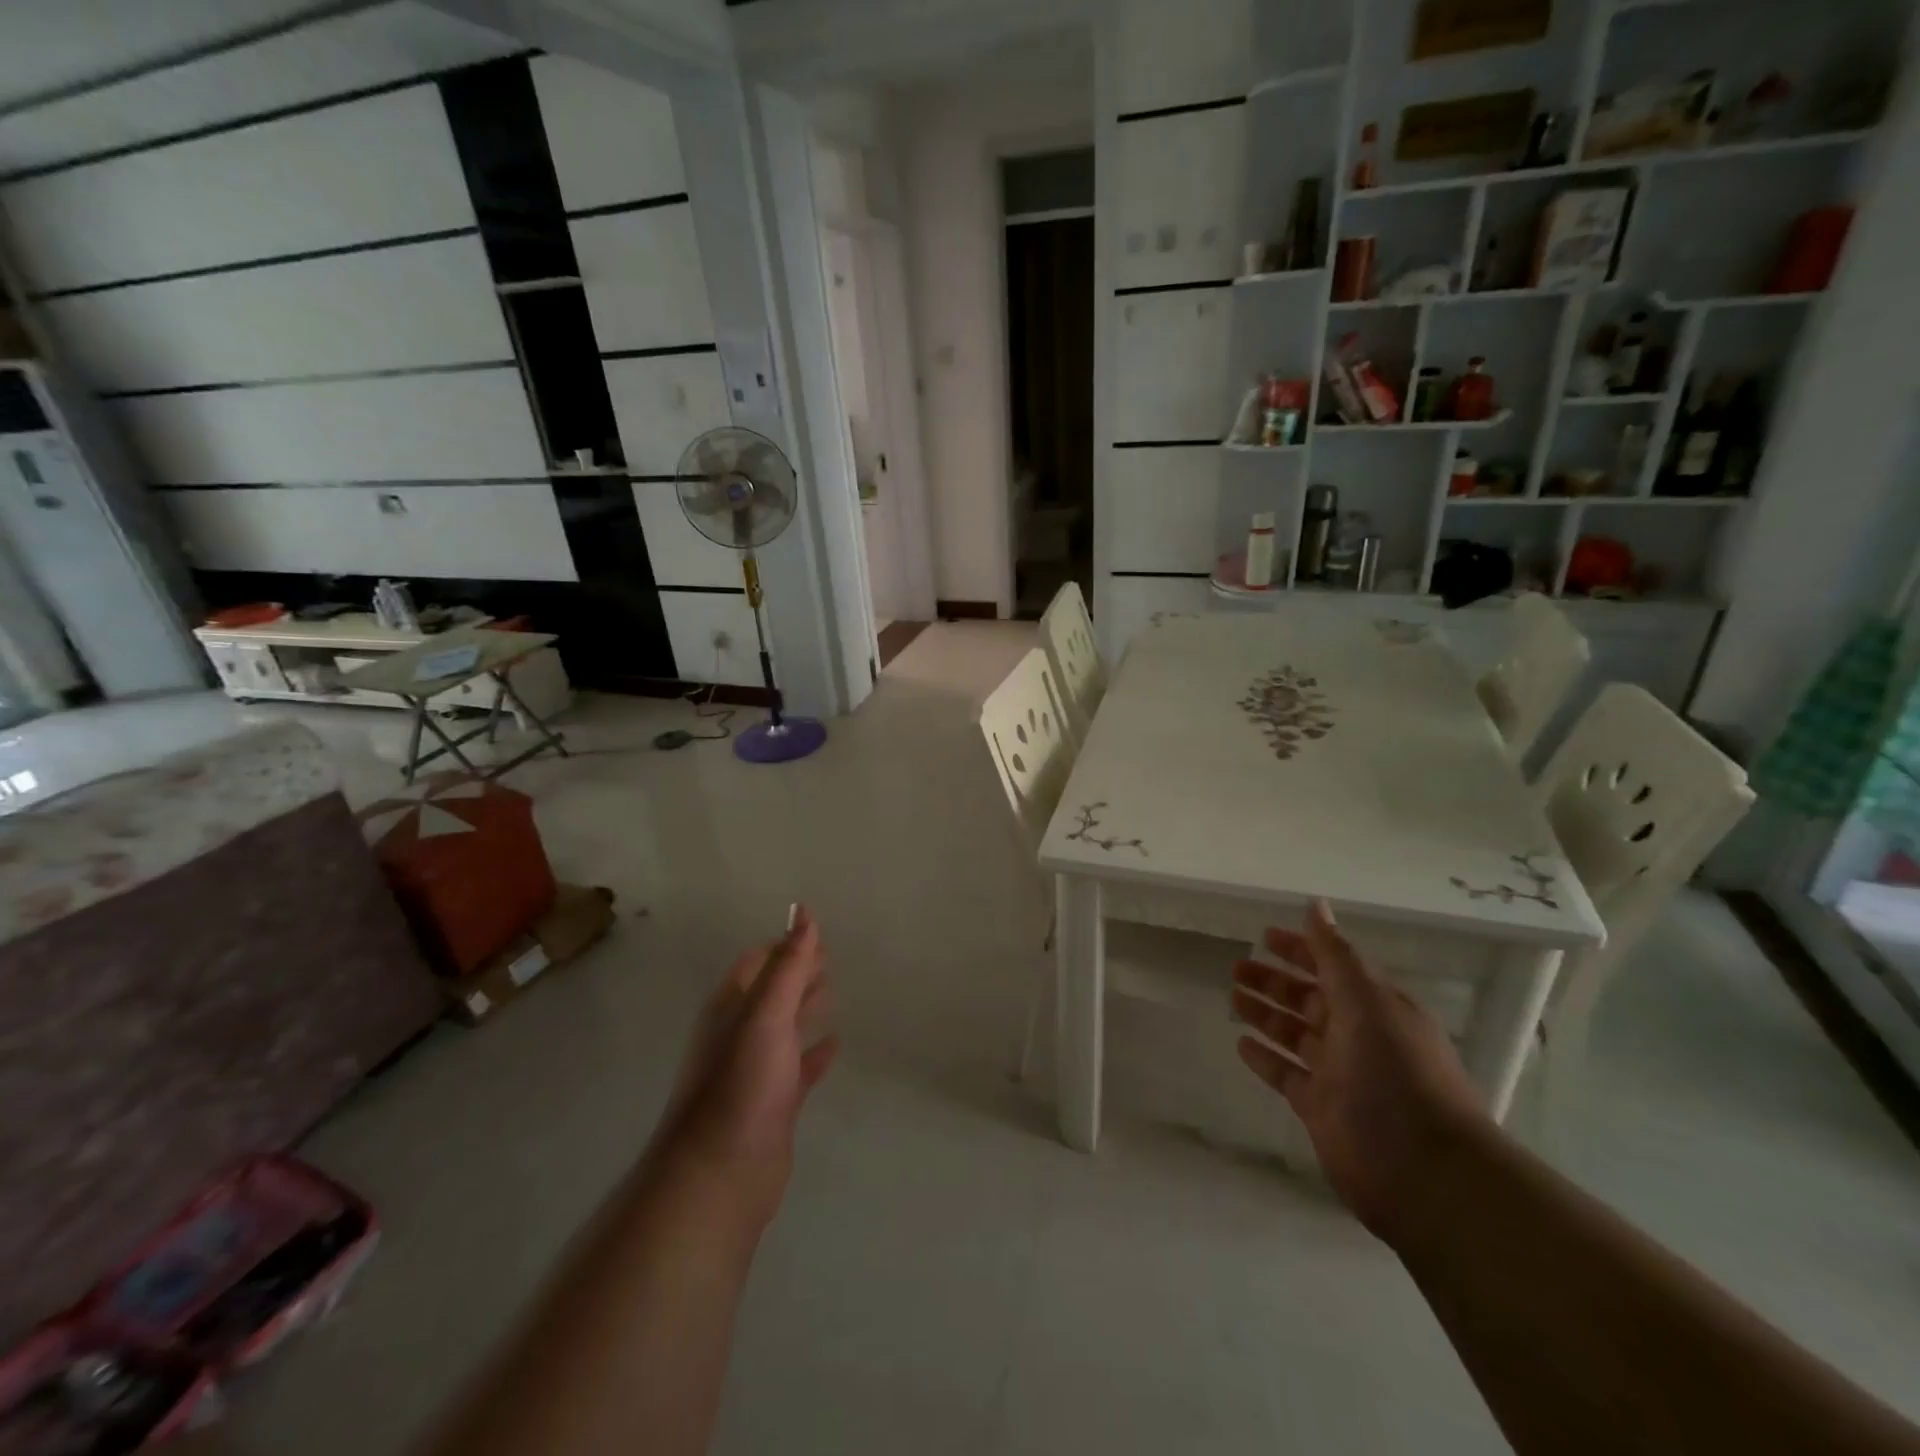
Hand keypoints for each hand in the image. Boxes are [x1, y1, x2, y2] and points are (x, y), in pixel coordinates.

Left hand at [650, 906, 838, 1235]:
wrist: (720, 1173)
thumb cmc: (742, 1082)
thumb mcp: (767, 1013)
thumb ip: (788, 963)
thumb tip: (803, 910)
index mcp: (731, 1008)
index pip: (757, 963)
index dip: (784, 946)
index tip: (814, 934)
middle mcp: (740, 1034)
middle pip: (771, 992)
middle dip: (796, 972)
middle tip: (830, 957)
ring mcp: (755, 1071)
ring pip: (784, 1028)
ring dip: (805, 1007)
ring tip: (833, 989)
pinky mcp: (773, 1103)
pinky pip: (798, 1067)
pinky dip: (815, 1052)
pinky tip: (835, 1044)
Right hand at [1231, 901, 1489, 1240]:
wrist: (1425, 1171)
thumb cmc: (1397, 1073)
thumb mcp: (1367, 1002)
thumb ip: (1336, 955)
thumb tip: (1316, 906)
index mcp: (1376, 1007)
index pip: (1332, 967)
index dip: (1301, 949)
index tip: (1265, 936)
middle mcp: (1358, 1036)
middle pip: (1310, 1000)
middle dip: (1275, 981)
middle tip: (1236, 967)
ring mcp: (1340, 1074)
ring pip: (1295, 1034)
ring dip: (1266, 1014)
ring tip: (1232, 997)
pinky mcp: (1322, 1109)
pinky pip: (1287, 1074)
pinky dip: (1266, 1058)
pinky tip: (1241, 1044)